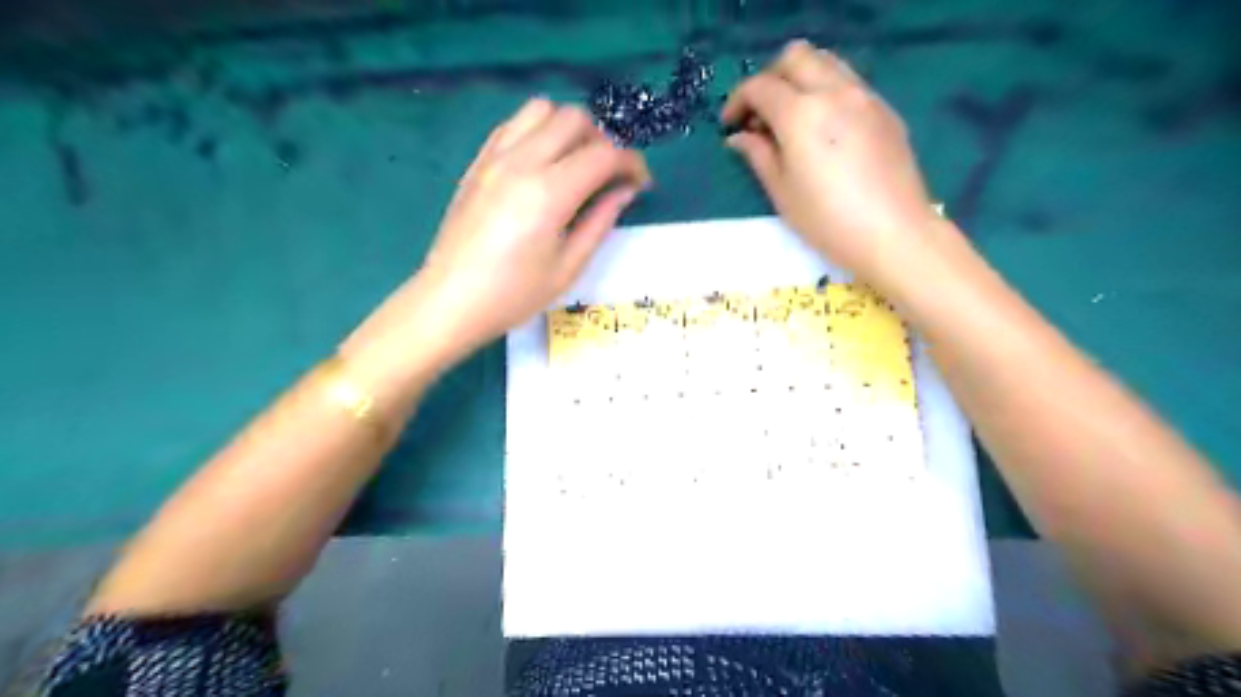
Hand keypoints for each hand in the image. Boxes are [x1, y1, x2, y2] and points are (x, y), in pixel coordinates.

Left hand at [338, 99, 649, 381]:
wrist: (449, 301)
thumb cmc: (514, 295)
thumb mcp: (568, 267)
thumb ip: (601, 221)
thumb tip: (625, 191)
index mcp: (550, 193)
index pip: (604, 155)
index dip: (631, 164)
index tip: (640, 183)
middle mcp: (522, 162)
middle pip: (574, 119)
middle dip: (602, 141)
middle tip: (608, 175)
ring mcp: (495, 157)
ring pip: (542, 109)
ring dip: (568, 128)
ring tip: (575, 163)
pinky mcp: (478, 162)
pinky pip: (513, 124)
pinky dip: (537, 131)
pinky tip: (542, 163)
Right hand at [723, 41, 934, 284]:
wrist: (893, 233)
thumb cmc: (827, 220)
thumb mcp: (782, 192)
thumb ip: (758, 156)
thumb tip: (739, 137)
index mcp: (800, 114)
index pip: (760, 87)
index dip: (738, 101)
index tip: (731, 125)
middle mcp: (833, 92)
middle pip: (794, 58)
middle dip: (769, 78)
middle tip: (759, 114)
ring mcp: (864, 96)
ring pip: (825, 62)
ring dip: (799, 78)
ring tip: (790, 117)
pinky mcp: (884, 110)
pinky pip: (848, 82)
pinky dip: (825, 91)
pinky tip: (822, 128)